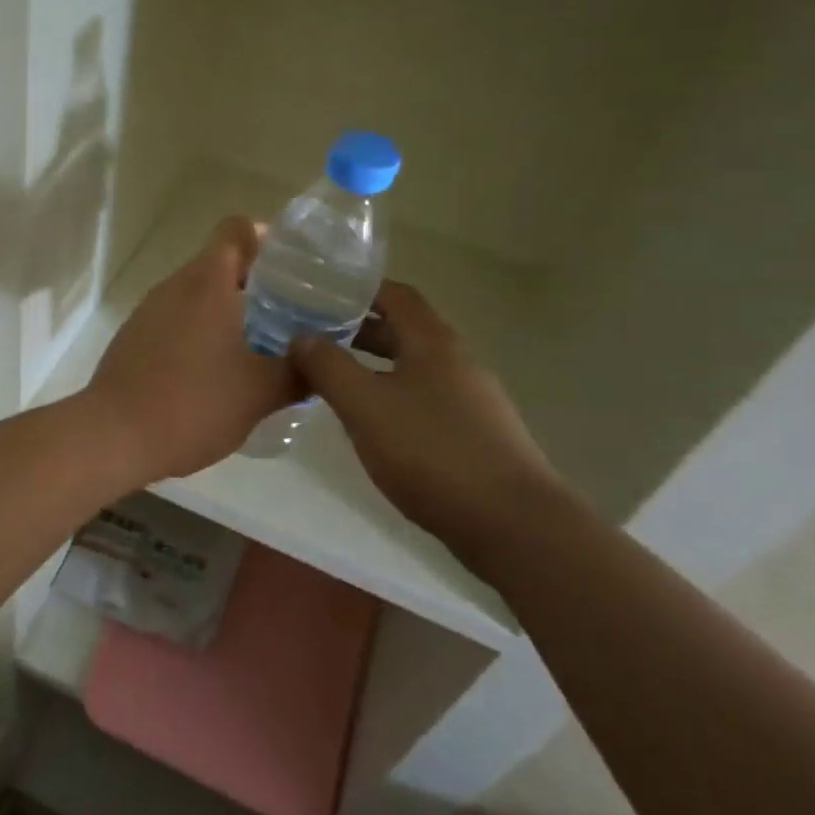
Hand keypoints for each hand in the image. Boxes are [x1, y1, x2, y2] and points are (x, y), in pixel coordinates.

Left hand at [88, 217, 301, 484]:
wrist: (112, 436)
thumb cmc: (192, 404)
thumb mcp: (259, 393)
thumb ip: (298, 373)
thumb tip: (320, 364)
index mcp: (207, 283)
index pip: (236, 230)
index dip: (265, 238)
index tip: (291, 266)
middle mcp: (174, 286)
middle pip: (218, 262)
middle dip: (254, 282)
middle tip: (289, 313)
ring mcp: (148, 310)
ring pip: (196, 294)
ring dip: (227, 310)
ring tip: (259, 345)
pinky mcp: (133, 337)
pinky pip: (175, 319)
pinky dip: (200, 331)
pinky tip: (216, 370)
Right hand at [292, 281, 572, 570]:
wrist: (513, 524)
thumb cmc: (432, 451)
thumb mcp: (365, 405)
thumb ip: (328, 366)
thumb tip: (301, 337)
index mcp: (432, 341)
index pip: (395, 294)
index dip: (358, 290)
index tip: (319, 296)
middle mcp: (456, 360)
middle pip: (403, 330)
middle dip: (358, 330)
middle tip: (314, 339)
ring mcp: (470, 398)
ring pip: (412, 367)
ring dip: (373, 366)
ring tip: (333, 381)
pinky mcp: (474, 433)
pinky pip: (424, 399)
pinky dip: (391, 397)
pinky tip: (371, 424)